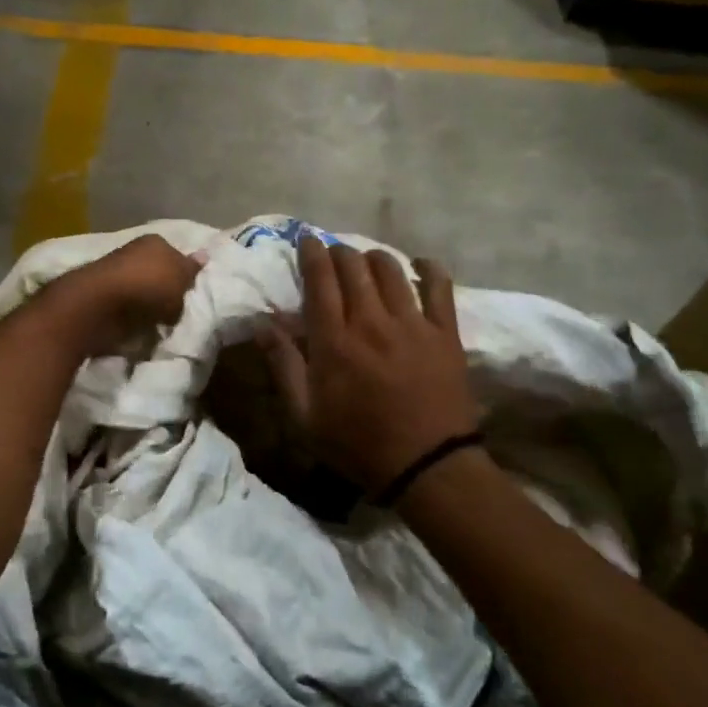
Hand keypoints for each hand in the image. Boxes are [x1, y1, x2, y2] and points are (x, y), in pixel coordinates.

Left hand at [51, 234, 202, 356]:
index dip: (185, 274)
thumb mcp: (181, 277)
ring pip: (143, 292)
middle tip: (181, 311)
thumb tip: (203, 256)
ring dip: (151, 307)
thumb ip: (192, 270)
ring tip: (163, 325)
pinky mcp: (104, 299)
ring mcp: (117, 276)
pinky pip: (128, 309)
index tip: (192, 293)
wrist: (100, 305)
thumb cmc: (148, 285)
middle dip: (167, 291)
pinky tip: (143, 329)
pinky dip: (134, 318)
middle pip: (159, 273)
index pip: (176, 254)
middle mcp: (134, 253)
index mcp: (155, 241)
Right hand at [258, 238, 481, 494]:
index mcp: (334, 341)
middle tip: (332, 254)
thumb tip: (263, 323)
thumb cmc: (358, 444)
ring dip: (373, 257)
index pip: (320, 281)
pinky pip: (440, 286)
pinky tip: (420, 264)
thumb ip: (284, 365)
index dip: (311, 254)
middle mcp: (371, 321)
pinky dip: (429, 268)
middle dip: (338, 252)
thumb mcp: (305, 417)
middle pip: (353, 267)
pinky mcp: (445, 332)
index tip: (306, 240)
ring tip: (366, 261)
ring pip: (390, 269)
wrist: (427, 466)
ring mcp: (412, 323)